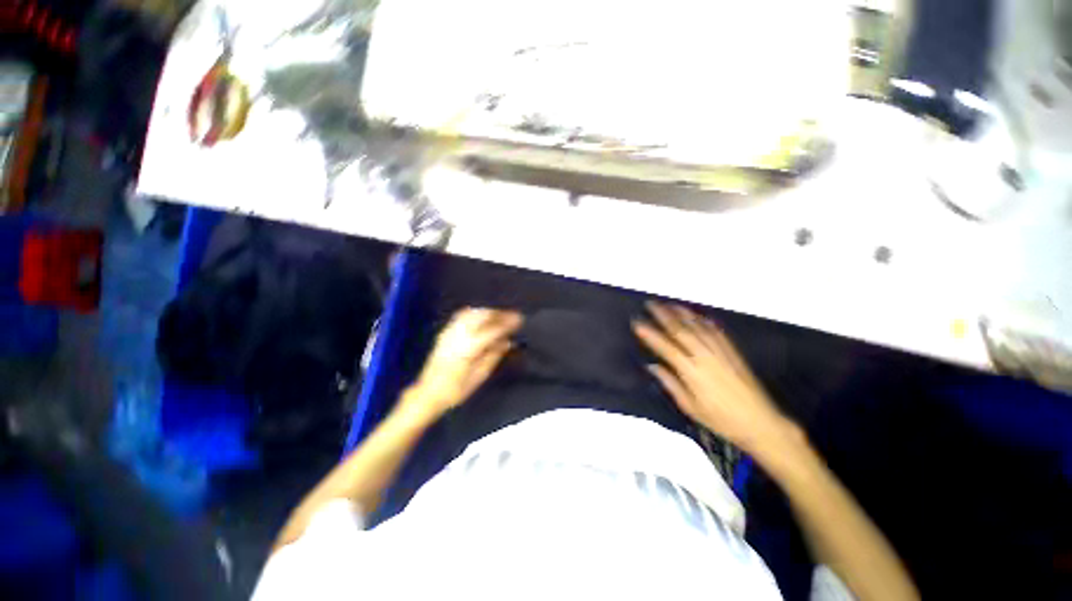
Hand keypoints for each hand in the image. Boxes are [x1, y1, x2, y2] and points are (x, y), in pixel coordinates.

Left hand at [402, 308, 522, 419]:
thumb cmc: (456, 390)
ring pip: (472, 313)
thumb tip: (507, 341)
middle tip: (511, 316)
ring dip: (487, 311)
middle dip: (499, 313)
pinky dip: (475, 313)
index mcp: (470, 348)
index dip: (508, 323)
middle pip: (482, 315)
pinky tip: (481, 316)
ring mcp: (450, 332)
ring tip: (499, 315)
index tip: (520, 319)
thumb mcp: (479, 376)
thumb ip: (494, 356)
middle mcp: (460, 335)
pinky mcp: (444, 333)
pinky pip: (461, 316)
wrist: (428, 393)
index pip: (493, 329)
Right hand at [633, 302, 793, 454]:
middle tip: (650, 304)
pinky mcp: (733, 352)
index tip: (637, 323)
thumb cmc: (721, 420)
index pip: (666, 347)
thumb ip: (670, 384)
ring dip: (682, 313)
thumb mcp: (691, 407)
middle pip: (681, 330)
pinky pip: (717, 331)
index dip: (650, 334)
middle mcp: (705, 357)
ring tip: (669, 304)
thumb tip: (652, 366)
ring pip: (698, 327)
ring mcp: (721, 352)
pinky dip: (704, 321)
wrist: (760, 422)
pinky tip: (697, 315)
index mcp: (692, 372)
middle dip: (663, 315)